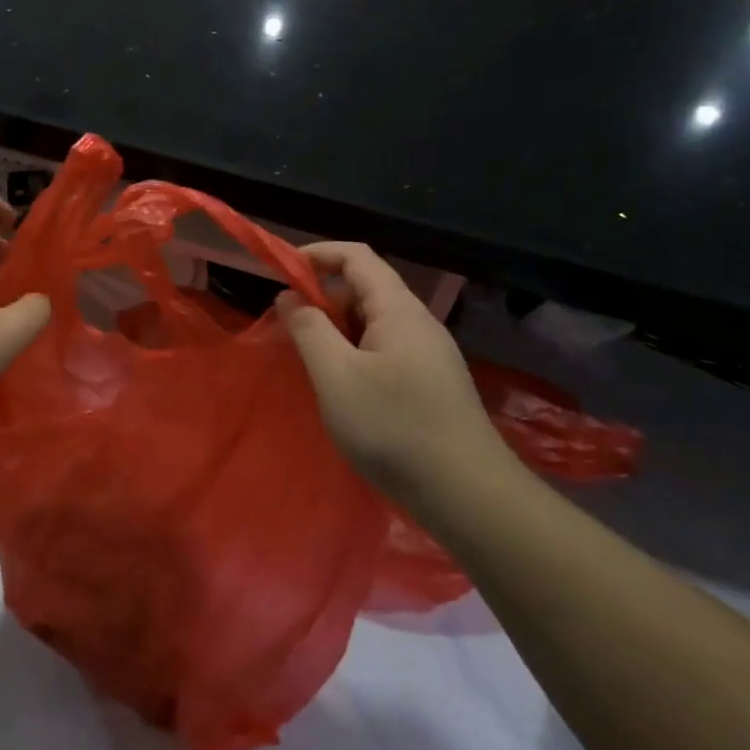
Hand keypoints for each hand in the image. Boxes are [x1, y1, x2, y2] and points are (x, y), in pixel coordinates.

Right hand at [277, 243, 507, 501]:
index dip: (317, 254)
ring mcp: (429, 355)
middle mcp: (418, 324)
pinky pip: (385, 351)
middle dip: (323, 299)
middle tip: (290, 330)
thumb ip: (308, 329)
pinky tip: (345, 392)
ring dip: (337, 331)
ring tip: (313, 365)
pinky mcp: (431, 384)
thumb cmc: (394, 428)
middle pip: (365, 289)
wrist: (468, 495)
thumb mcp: (336, 376)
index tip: (280, 272)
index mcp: (399, 310)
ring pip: (374, 324)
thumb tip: (289, 296)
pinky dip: (355, 355)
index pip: (357, 257)